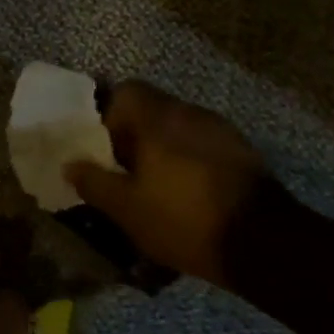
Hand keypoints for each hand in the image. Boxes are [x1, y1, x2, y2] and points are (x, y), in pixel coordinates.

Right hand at [63, 80, 283, 288]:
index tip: (100, 147)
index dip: (107, 115)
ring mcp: (221, 130)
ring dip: (161, 149)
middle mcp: (191, 113)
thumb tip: (70, 164)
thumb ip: (94, 182)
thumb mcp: (126, 208)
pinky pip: (201, 146)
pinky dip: (187, 161)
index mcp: (158, 118)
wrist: (263, 243)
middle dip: (132, 136)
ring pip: (178, 128)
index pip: (125, 91)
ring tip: (153, 186)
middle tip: (121, 171)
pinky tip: (185, 194)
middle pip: (152, 110)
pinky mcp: (242, 153)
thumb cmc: (183, 219)